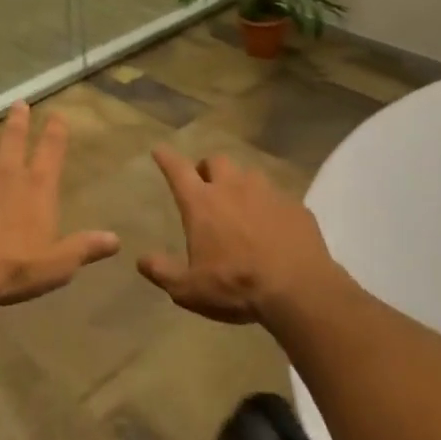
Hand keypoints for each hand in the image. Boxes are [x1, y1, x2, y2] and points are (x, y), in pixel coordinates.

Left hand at [0, 101, 120, 306]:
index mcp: (37, 189)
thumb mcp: (57, 265)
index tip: (57, 114)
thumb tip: (116, 240)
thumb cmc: (12, 269)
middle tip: (19, 100)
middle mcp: (6, 176)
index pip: (51, 153)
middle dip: (19, 120)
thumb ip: (84, 248)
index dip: (56, 132)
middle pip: (14, 140)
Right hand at [140, 147, 347, 324]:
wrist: (298, 288)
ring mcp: (267, 192)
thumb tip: (141, 261)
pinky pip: (277, 196)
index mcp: (202, 203)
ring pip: (249, 174)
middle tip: (206, 185)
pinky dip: (269, 204)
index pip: (178, 170)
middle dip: (207, 168)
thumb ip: (163, 272)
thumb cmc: (236, 285)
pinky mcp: (294, 204)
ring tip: (241, 203)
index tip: (159, 150)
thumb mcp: (190, 289)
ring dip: (240, 183)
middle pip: (216, 161)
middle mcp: (232, 187)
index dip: (166, 158)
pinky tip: (272, 224)